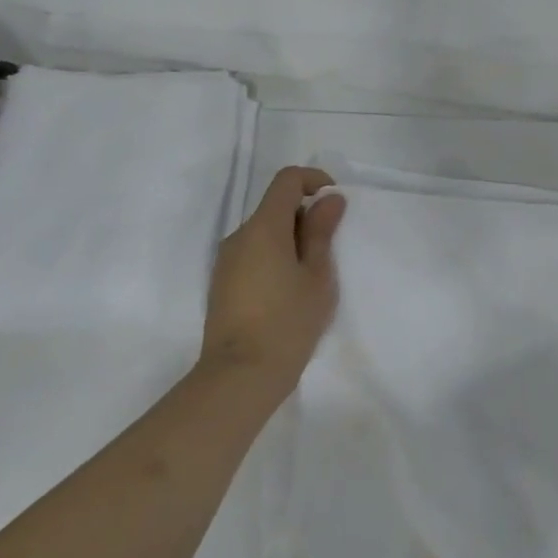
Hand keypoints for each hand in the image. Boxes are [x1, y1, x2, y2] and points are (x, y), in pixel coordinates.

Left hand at [199, 166, 346, 397]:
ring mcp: (226, 261)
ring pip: (264, 232)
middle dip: (305, 216)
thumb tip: (329, 199)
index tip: (335, 203)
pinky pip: (253, 254)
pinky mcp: (222, 283)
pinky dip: (275, 257)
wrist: (239, 377)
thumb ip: (322, 232)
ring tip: (312, 276)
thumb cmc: (288, 322)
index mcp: (264, 228)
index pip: (287, 180)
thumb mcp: (317, 275)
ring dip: (291, 239)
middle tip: (330, 249)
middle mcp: (239, 236)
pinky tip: (289, 291)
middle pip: (275, 206)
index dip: (314, 180)